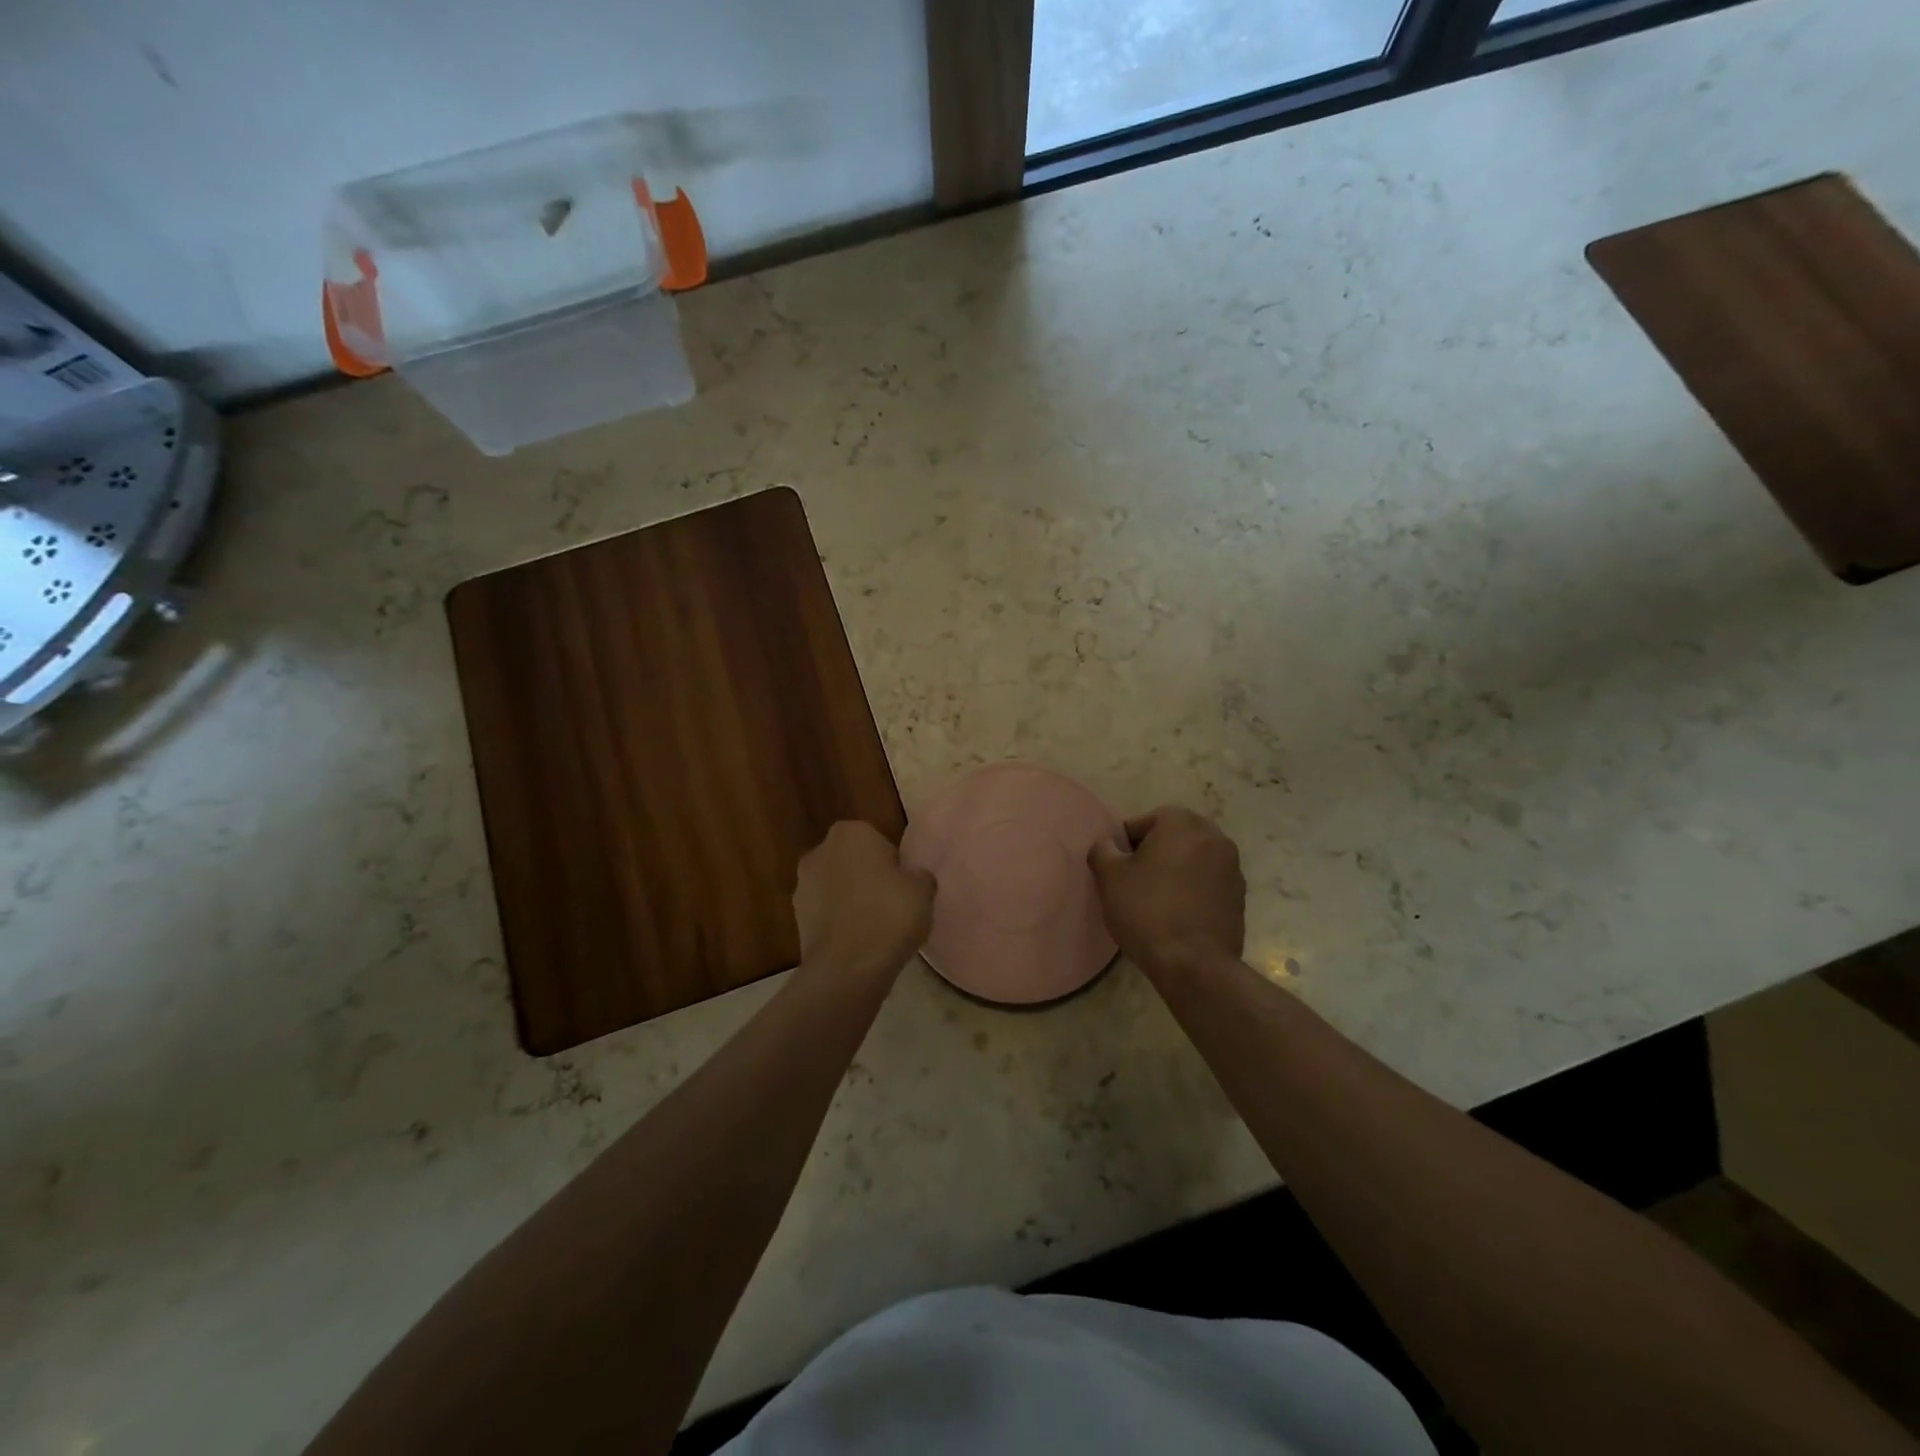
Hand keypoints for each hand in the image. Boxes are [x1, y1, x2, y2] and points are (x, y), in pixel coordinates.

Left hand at [793, 821, 935, 982]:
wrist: (848, 967)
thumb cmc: (889, 915)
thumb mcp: (923, 890)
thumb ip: (918, 876)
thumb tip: (913, 878)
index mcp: (851, 832)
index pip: (878, 841)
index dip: (893, 864)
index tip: (903, 886)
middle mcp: (820, 850)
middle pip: (852, 861)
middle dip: (868, 878)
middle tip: (891, 904)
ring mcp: (803, 885)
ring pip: (836, 887)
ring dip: (850, 900)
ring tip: (875, 928)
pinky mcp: (796, 918)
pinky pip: (826, 913)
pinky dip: (839, 922)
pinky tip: (858, 943)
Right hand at [1088, 806, 1245, 976]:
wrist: (1194, 965)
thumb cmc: (1147, 911)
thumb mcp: (1109, 877)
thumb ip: (1102, 850)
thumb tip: (1107, 845)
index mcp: (1182, 823)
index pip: (1142, 823)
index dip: (1123, 846)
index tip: (1115, 870)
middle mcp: (1213, 836)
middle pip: (1171, 839)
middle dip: (1152, 855)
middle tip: (1132, 883)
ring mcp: (1232, 868)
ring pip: (1191, 861)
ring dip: (1174, 872)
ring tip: (1154, 901)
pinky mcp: (1240, 897)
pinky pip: (1207, 884)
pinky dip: (1192, 892)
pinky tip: (1176, 916)